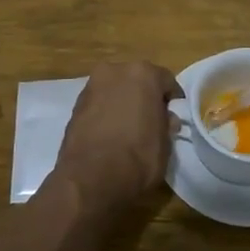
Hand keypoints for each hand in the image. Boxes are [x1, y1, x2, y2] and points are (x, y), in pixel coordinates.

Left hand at [53, 60, 181, 215]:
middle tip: (151, 121)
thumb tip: (166, 118)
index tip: (174, 116)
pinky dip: (106, 113)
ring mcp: (91, 86)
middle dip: (144, 97)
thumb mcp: (165, 144)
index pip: (166, 81)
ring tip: (128, 129)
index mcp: (143, 73)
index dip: (172, 100)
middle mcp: (115, 71)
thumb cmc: (137, 158)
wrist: (90, 179)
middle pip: (137, 80)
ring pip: (115, 90)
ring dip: (123, 103)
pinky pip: (99, 104)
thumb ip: (166, 124)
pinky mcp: (75, 105)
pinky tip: (110, 134)